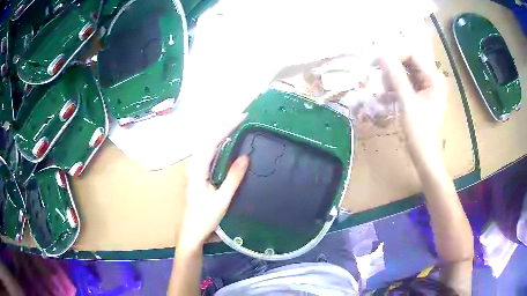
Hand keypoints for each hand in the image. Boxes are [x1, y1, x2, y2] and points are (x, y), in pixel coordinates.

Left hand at [177, 114, 248, 250]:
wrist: (192, 233)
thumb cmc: (205, 218)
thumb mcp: (222, 200)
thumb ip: (233, 178)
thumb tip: (245, 157)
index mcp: (198, 170)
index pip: (213, 142)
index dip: (227, 128)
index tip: (241, 117)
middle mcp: (195, 166)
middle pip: (209, 140)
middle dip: (225, 126)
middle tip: (241, 118)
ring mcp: (196, 170)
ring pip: (208, 146)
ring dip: (221, 134)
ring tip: (236, 126)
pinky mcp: (200, 175)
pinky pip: (210, 155)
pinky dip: (219, 145)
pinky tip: (227, 145)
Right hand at [378, 53, 445, 171]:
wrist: (424, 157)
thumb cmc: (420, 132)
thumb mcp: (407, 102)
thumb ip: (395, 77)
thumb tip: (381, 55)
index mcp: (432, 80)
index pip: (412, 55)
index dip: (395, 55)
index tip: (378, 63)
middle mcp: (429, 81)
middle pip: (407, 64)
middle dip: (392, 70)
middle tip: (381, 82)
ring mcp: (423, 91)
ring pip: (403, 75)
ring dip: (391, 81)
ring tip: (383, 94)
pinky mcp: (417, 99)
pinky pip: (403, 87)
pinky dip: (393, 91)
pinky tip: (384, 100)